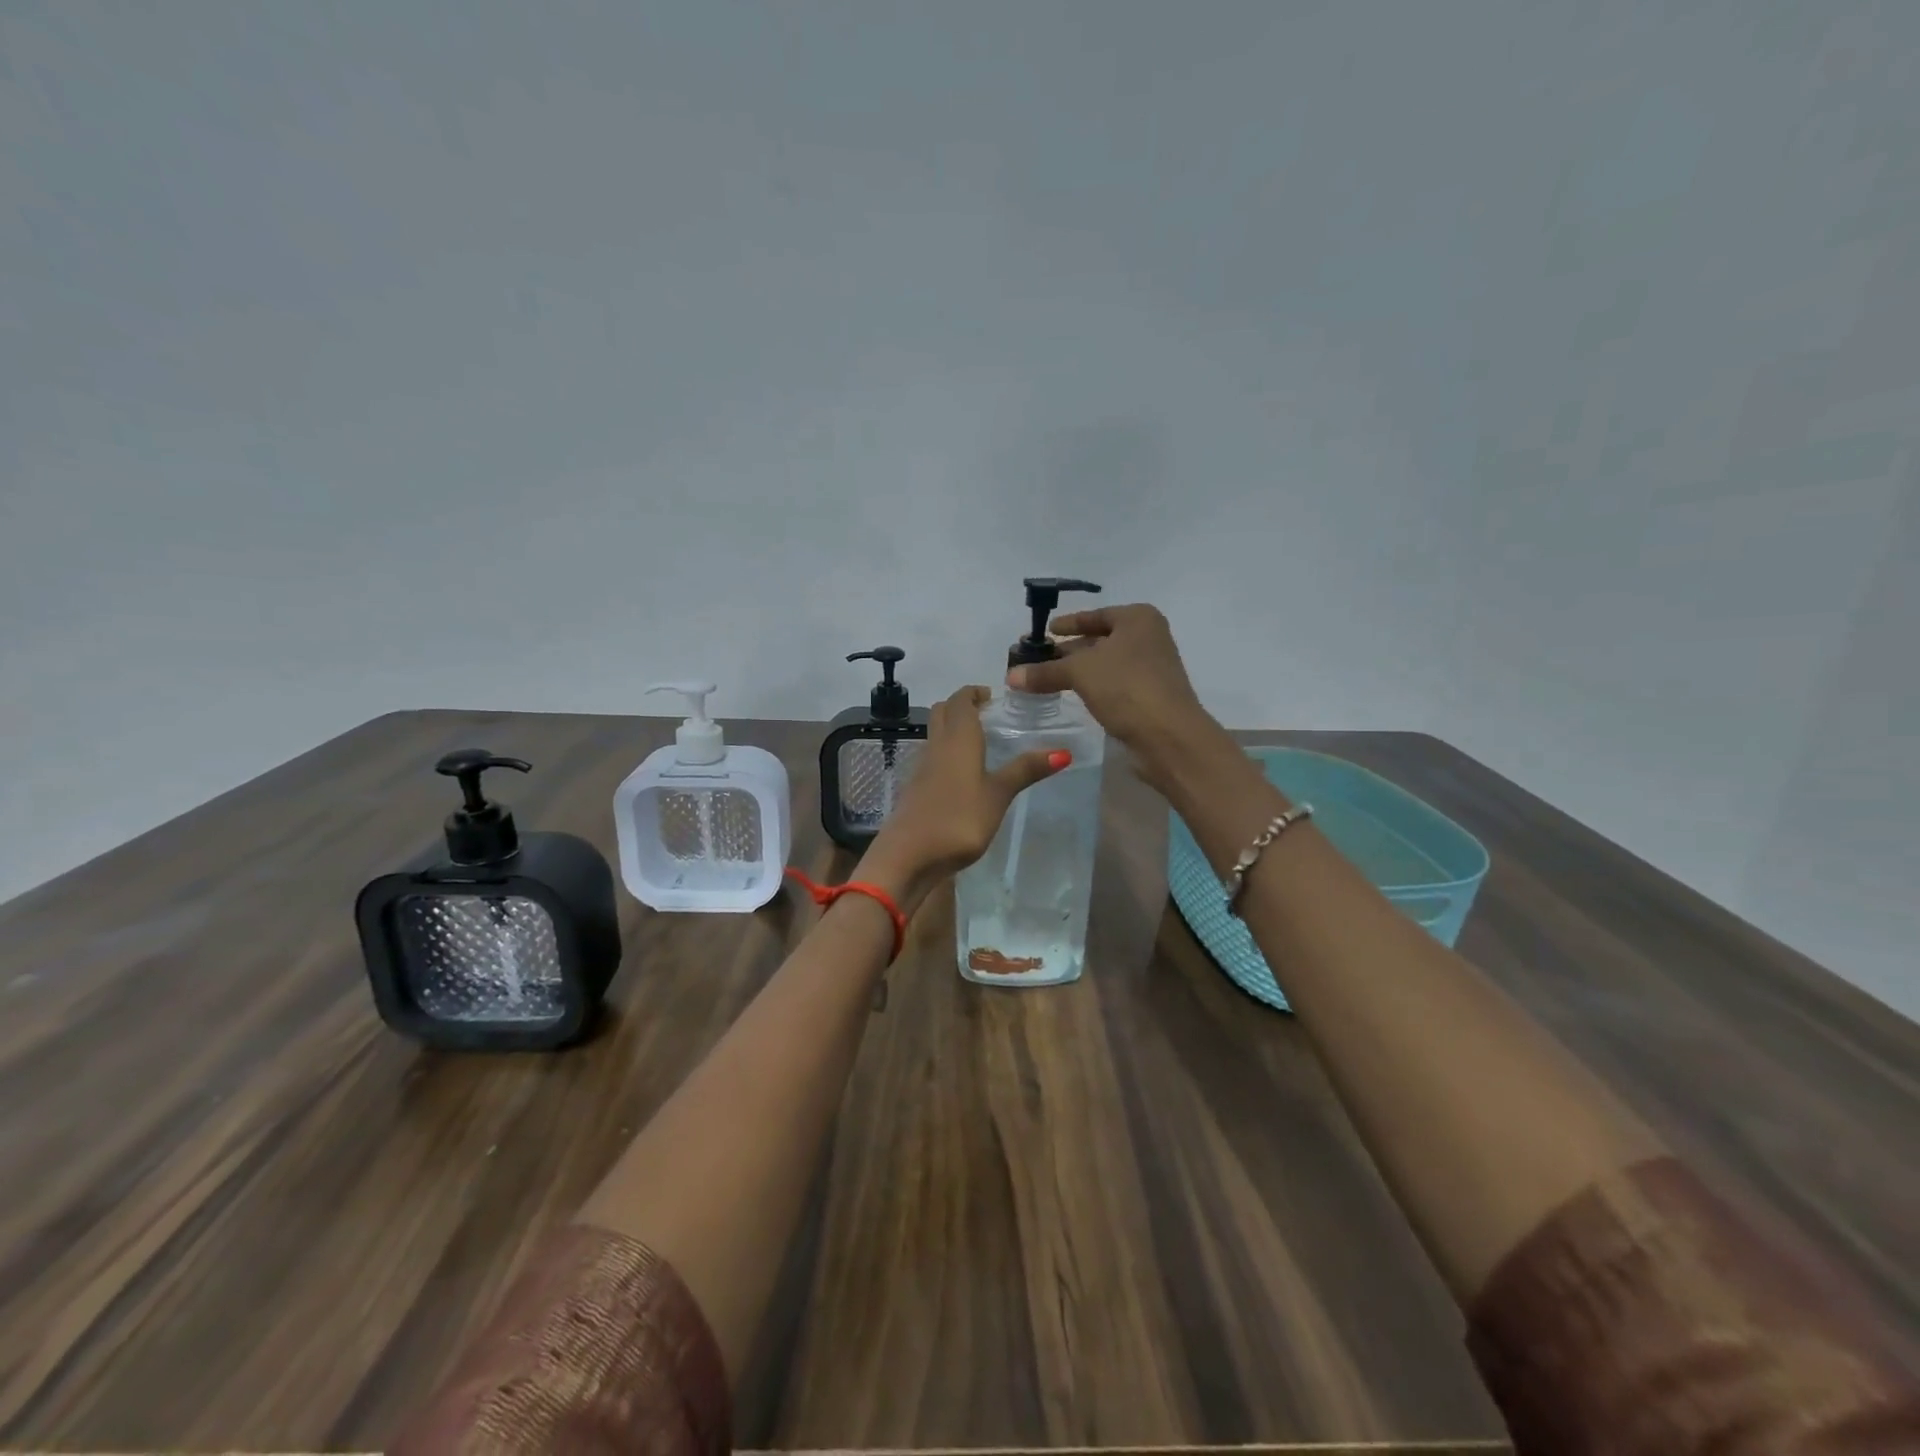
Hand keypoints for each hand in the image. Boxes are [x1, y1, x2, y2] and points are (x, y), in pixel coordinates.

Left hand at [859, 685, 1067, 905]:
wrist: (908, 855)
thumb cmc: (958, 819)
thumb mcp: (998, 795)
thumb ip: (1025, 771)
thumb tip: (1063, 751)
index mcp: (958, 739)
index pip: (960, 701)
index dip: (974, 693)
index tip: (992, 696)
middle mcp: (936, 746)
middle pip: (942, 712)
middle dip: (961, 706)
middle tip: (986, 713)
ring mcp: (921, 767)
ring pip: (934, 734)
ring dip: (952, 728)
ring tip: (979, 741)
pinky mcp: (915, 788)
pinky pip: (931, 757)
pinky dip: (946, 752)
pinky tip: (961, 773)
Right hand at [1005, 603, 1216, 791]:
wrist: (1168, 735)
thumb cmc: (1126, 687)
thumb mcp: (1079, 672)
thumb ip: (1044, 671)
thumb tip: (1011, 676)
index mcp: (1138, 619)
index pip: (1096, 616)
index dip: (1068, 623)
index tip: (1046, 631)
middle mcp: (1149, 638)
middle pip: (1100, 639)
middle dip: (1069, 650)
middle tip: (1038, 658)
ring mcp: (1151, 668)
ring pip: (1105, 664)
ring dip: (1079, 671)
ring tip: (1047, 679)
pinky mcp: (1149, 696)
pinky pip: (1113, 684)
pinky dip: (1092, 687)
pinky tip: (1073, 695)